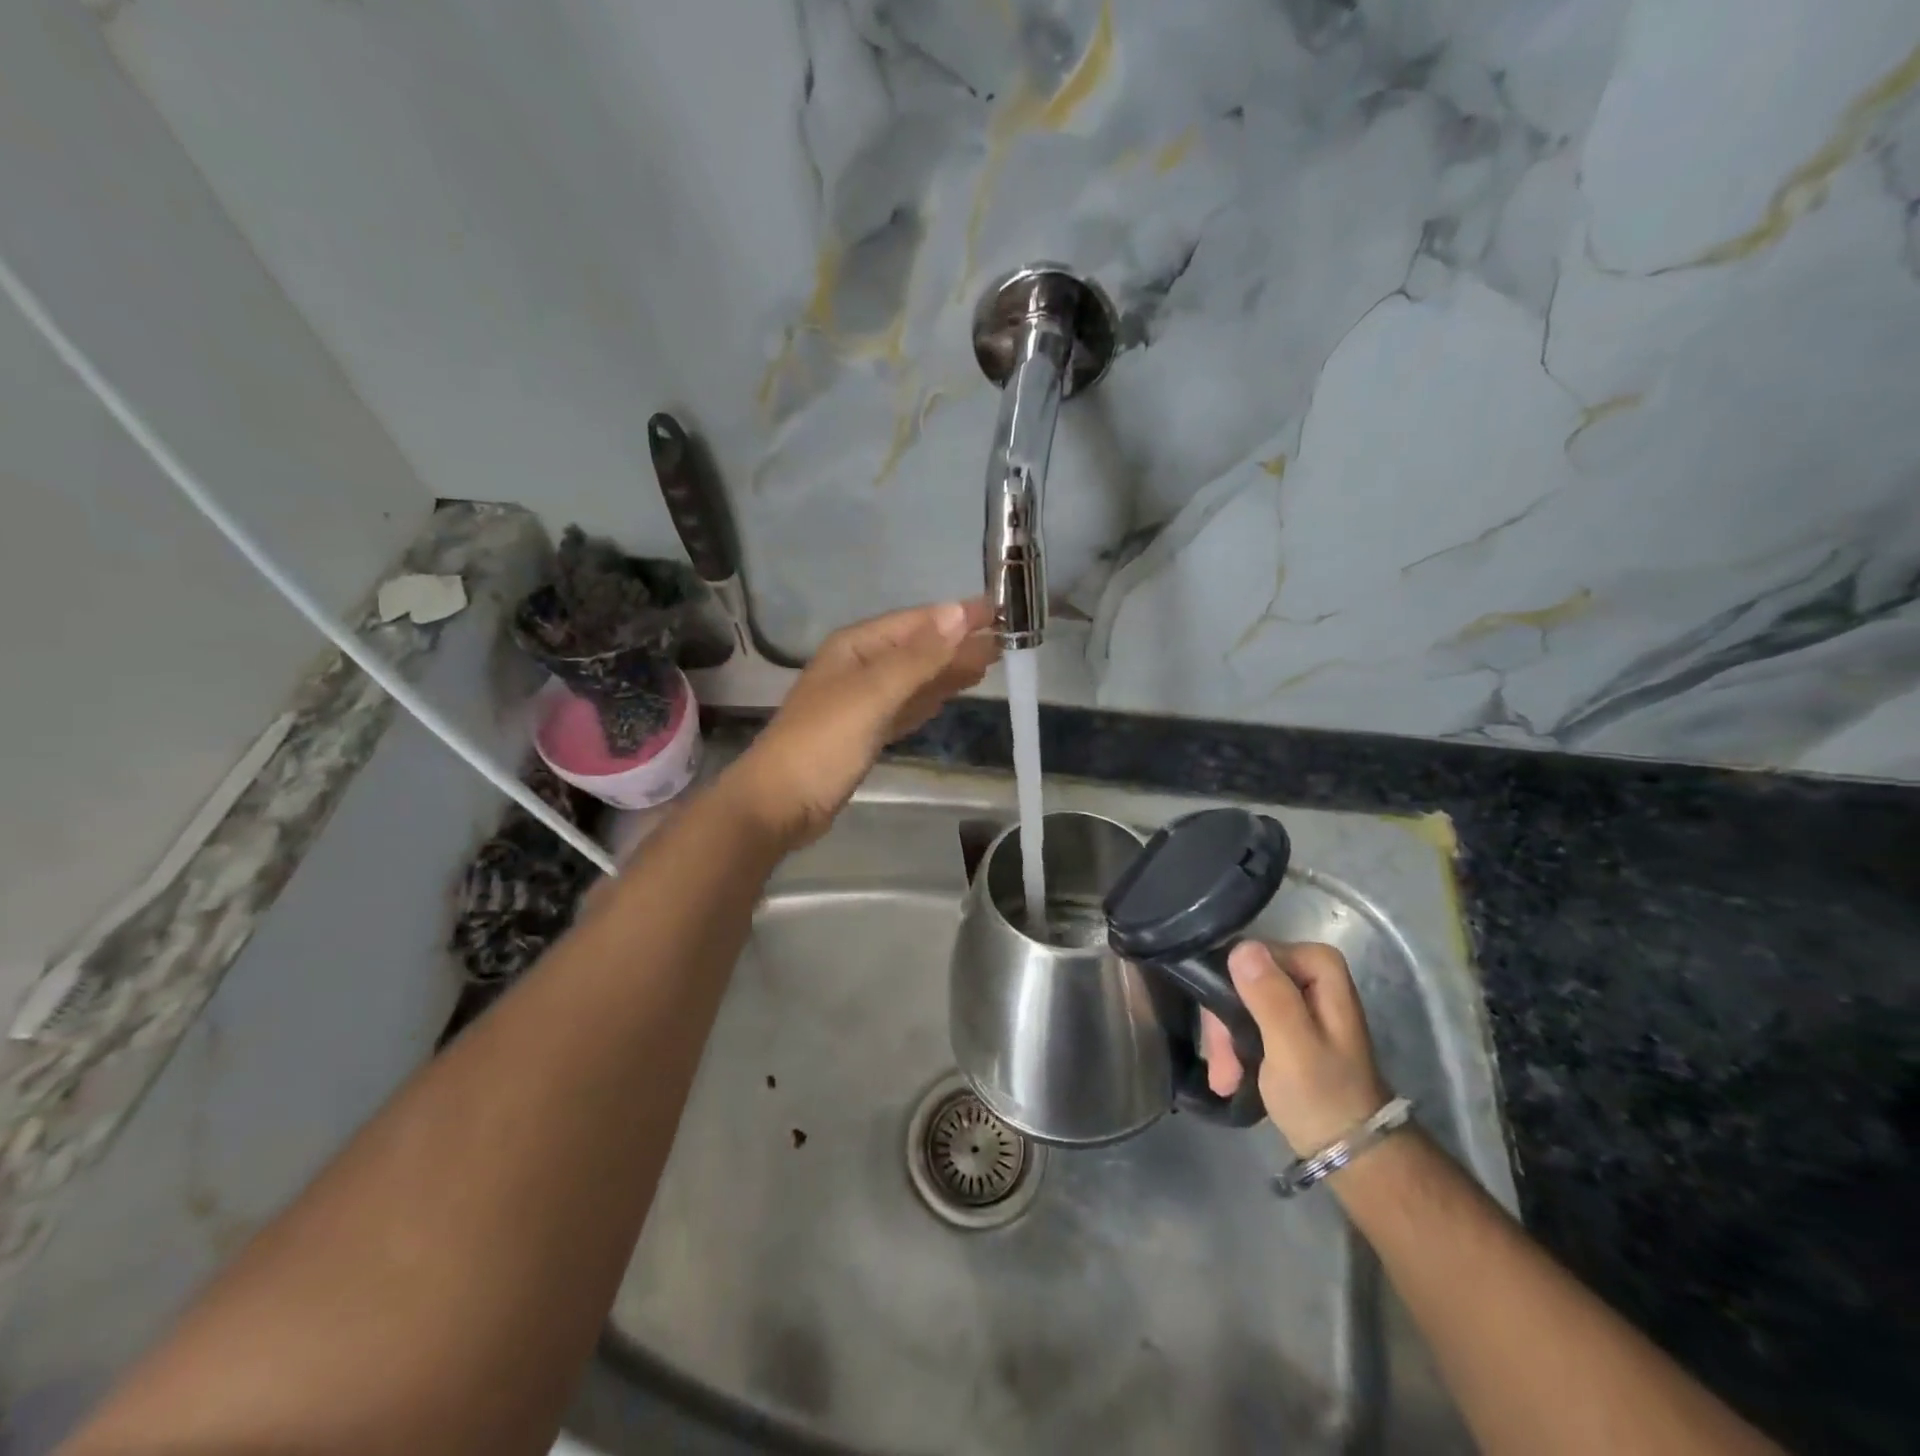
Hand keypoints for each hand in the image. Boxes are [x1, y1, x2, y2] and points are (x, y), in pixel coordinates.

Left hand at [722, 598, 999, 848]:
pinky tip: (947, 696)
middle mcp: (859, 667)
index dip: (957, 615)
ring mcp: (862, 702)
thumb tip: (960, 613)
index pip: (916, 622)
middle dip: (958, 643)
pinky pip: (907, 707)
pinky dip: (929, 699)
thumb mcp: (874, 693)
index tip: (1000, 610)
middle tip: (1006, 640)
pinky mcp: (866, 733)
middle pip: (918, 649)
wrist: (781, 803)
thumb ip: (919, 656)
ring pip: (915, 679)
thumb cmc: (825, 742)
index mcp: (856, 647)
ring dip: (949, 670)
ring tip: (989, 663)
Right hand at [1201, 942, 1392, 1155]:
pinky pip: (1244, 1017)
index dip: (1229, 992)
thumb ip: (1270, 997)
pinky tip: (1231, 1076)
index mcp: (1318, 965)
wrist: (1351, 1154)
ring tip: (1225, 1080)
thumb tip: (1240, 948)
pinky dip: (1234, 1047)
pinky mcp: (1285, 1020)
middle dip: (1225, 1025)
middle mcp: (1307, 971)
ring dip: (1225, 1042)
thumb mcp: (1293, 1048)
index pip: (1248, 955)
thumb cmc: (1323, 1098)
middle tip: (1222, 1069)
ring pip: (1237, 1000)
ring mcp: (1296, 996)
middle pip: (1240, 979)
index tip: (1221, 1035)